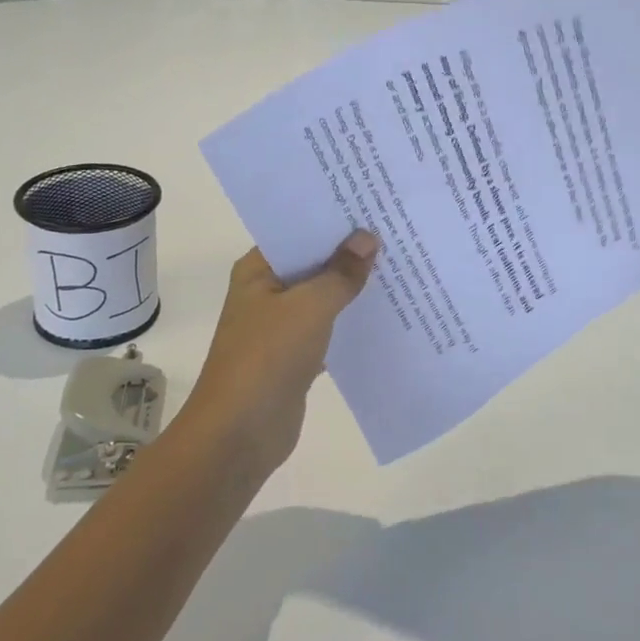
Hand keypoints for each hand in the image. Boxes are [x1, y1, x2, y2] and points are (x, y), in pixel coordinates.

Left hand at [182, 233, 379, 475]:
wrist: (239, 434)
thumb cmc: (268, 357)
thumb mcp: (309, 307)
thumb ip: (341, 273)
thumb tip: (367, 237)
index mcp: (258, 271)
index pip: (298, 232)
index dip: (333, 220)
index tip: (373, 206)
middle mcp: (267, 292)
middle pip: (314, 263)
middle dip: (350, 253)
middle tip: (397, 232)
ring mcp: (280, 326)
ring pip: (323, 297)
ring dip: (353, 288)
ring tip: (400, 266)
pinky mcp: (296, 356)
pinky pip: (329, 329)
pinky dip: (351, 322)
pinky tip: (387, 313)